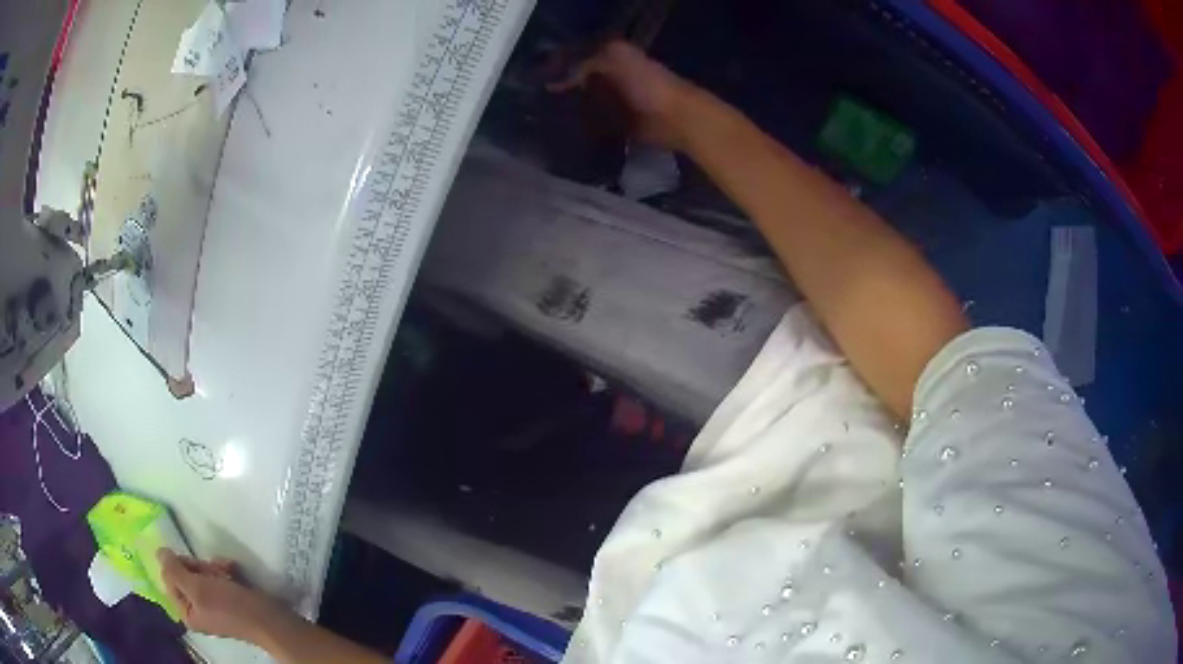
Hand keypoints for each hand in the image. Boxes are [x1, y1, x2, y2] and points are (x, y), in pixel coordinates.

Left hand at [158, 549, 289, 645]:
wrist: (268, 619)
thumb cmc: (229, 606)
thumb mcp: (196, 588)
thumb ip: (174, 570)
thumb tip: (159, 553)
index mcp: (187, 612)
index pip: (169, 579)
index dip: (179, 566)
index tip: (192, 565)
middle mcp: (197, 609)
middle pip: (185, 574)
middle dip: (199, 567)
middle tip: (211, 570)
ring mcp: (212, 603)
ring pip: (201, 573)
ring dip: (212, 567)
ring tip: (225, 571)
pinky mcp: (227, 597)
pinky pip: (216, 576)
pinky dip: (222, 570)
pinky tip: (232, 571)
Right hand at [550, 41, 697, 149]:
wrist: (676, 118)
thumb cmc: (647, 83)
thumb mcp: (614, 57)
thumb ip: (584, 63)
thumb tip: (556, 81)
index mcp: (612, 59)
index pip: (578, 60)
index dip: (559, 68)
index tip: (537, 81)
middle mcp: (613, 80)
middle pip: (580, 85)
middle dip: (562, 92)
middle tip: (538, 104)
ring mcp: (617, 105)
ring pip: (586, 106)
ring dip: (571, 113)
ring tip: (546, 121)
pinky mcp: (621, 128)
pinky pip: (596, 128)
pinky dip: (584, 130)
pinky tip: (566, 135)